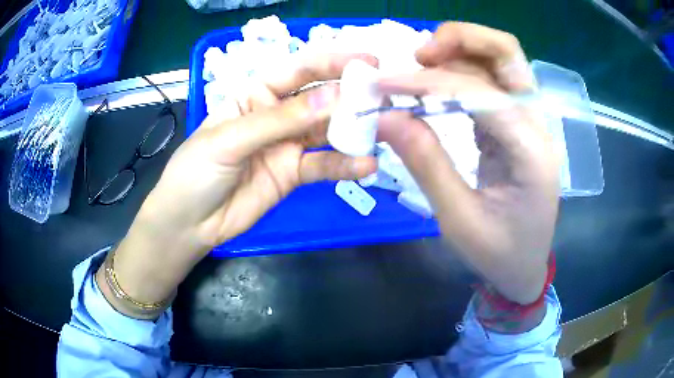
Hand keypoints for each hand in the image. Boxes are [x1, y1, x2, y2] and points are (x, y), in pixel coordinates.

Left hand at [99, 54, 377, 314]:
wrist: (190, 223)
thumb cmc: (196, 172)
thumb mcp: (230, 139)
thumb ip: (280, 120)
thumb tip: (332, 96)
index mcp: (255, 94)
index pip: (299, 70)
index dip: (332, 62)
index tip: (368, 62)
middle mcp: (276, 114)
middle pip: (319, 98)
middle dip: (350, 95)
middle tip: (383, 97)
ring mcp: (287, 145)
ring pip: (327, 131)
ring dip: (353, 131)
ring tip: (381, 130)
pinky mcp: (294, 174)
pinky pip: (323, 166)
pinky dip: (344, 165)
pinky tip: (366, 166)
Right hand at [377, 23, 560, 304]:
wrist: (525, 266)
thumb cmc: (498, 253)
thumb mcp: (458, 219)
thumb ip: (426, 163)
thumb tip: (385, 116)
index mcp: (531, 151)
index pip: (479, 93)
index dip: (427, 82)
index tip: (381, 84)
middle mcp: (537, 124)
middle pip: (507, 53)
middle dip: (460, 40)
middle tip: (418, 55)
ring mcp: (530, 120)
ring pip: (499, 60)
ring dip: (459, 51)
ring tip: (419, 66)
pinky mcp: (516, 124)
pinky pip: (490, 81)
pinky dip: (460, 72)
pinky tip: (434, 85)